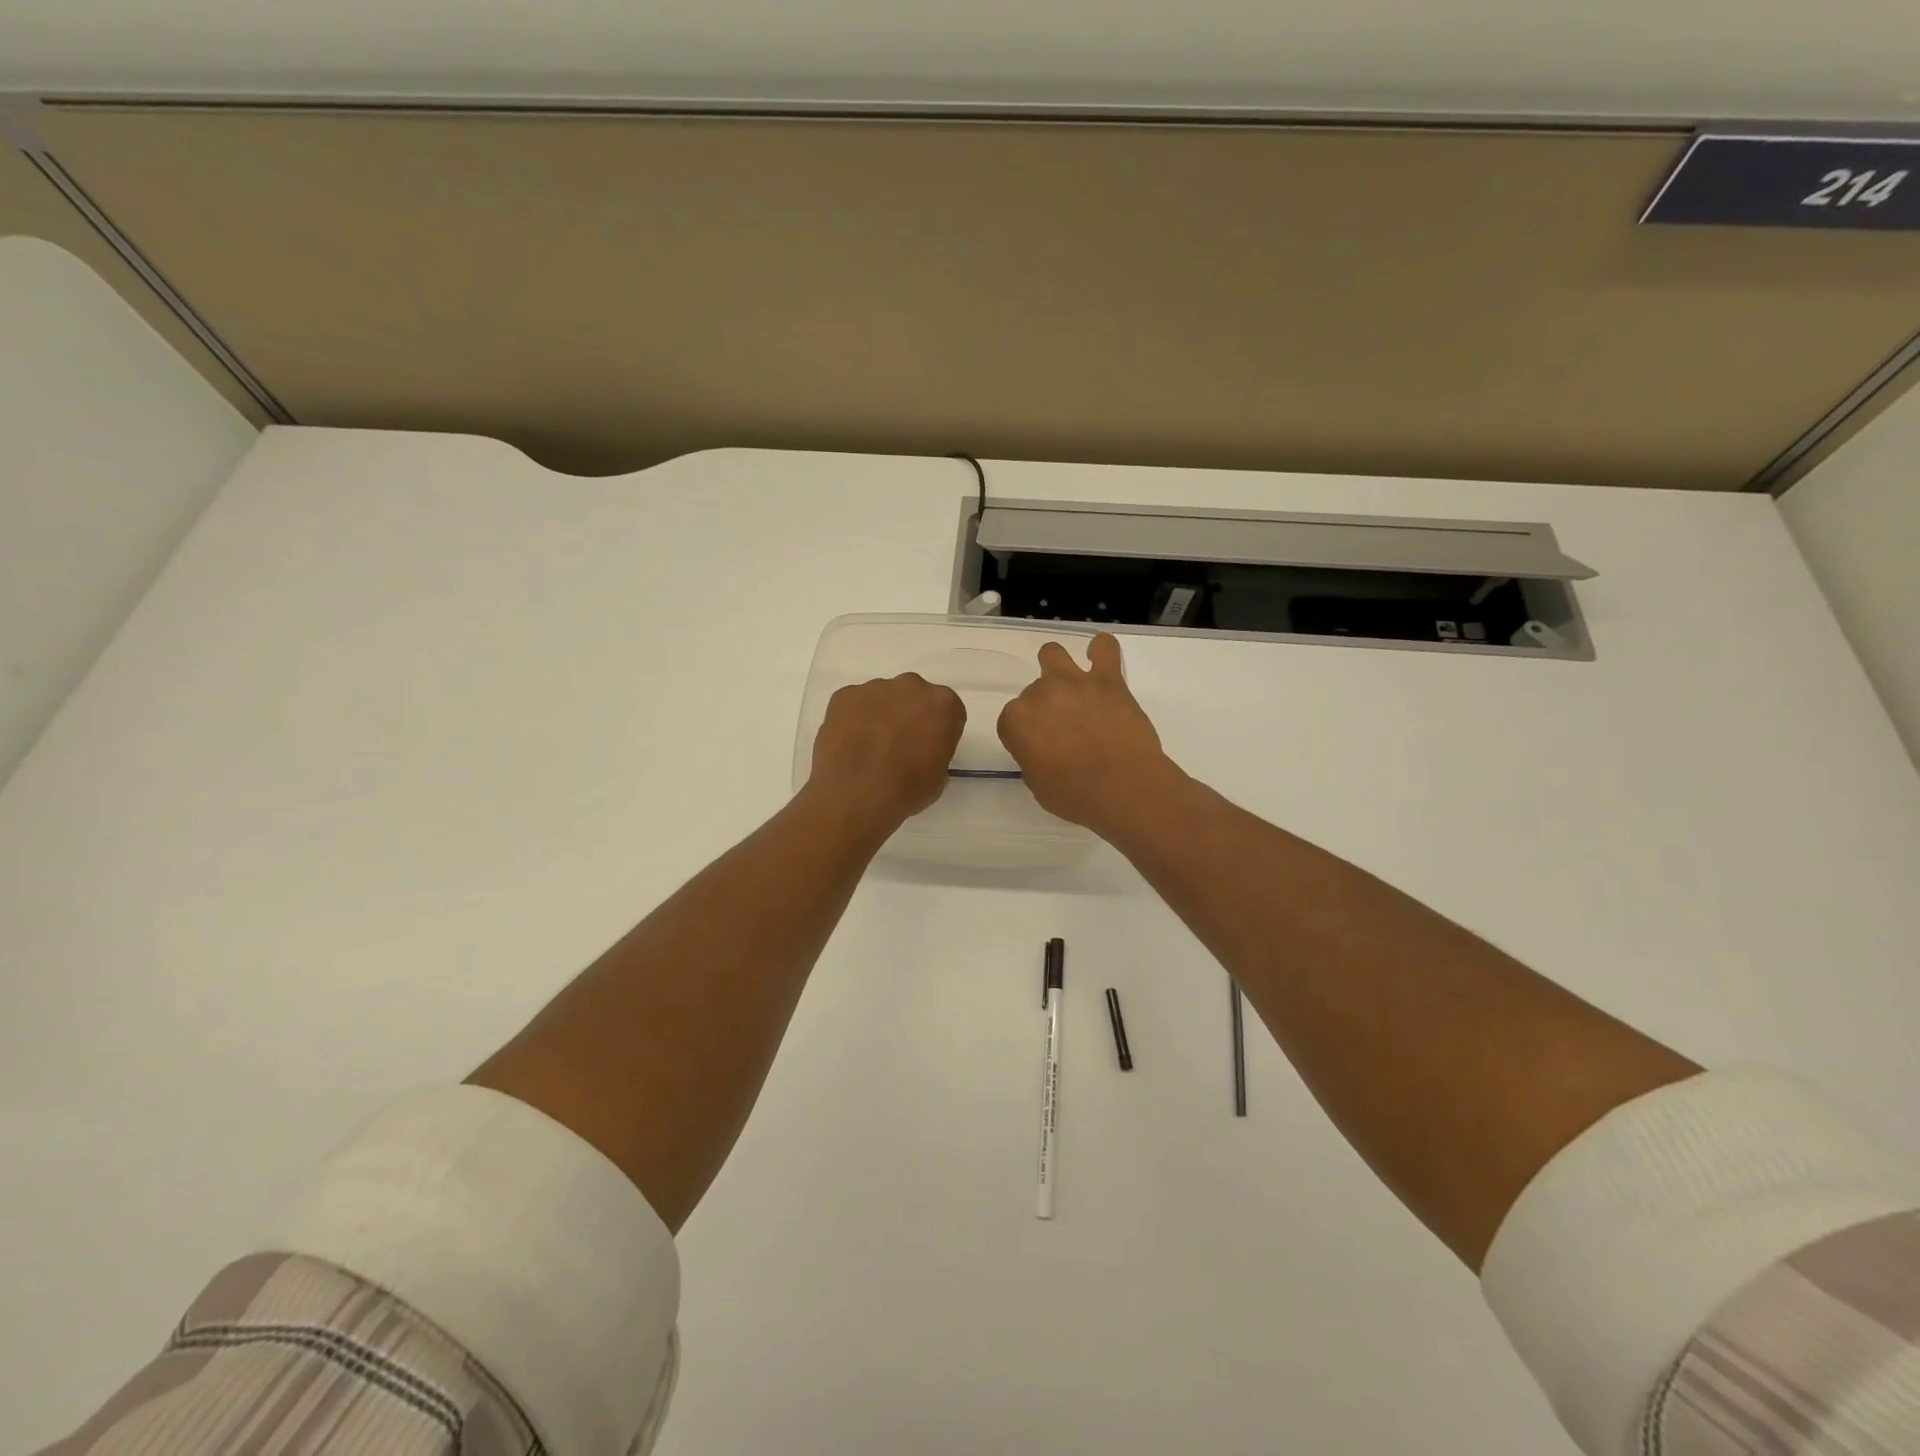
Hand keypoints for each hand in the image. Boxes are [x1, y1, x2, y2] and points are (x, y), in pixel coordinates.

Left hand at [808, 673, 965, 832]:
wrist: (855, 795)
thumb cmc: (906, 789)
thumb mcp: (938, 778)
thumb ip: (935, 752)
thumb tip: (920, 752)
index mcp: (943, 704)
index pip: (947, 711)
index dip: (937, 730)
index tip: (927, 748)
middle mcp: (912, 686)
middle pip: (914, 696)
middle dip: (908, 715)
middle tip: (898, 745)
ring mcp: (875, 687)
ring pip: (882, 698)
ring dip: (880, 716)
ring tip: (869, 748)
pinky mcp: (845, 694)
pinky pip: (854, 704)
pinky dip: (853, 719)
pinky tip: (849, 745)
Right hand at [997, 633, 1178, 839]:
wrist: (1122, 787)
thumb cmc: (1075, 796)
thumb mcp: (1039, 786)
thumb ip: (1033, 760)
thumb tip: (1043, 753)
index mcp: (1016, 721)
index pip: (1010, 720)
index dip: (1023, 734)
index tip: (1037, 749)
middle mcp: (1040, 694)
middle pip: (1033, 690)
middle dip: (1044, 706)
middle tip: (1062, 727)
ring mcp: (1074, 682)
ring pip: (1053, 654)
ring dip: (1057, 667)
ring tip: (1071, 685)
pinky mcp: (1108, 680)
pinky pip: (1104, 648)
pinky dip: (1101, 649)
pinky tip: (1101, 655)